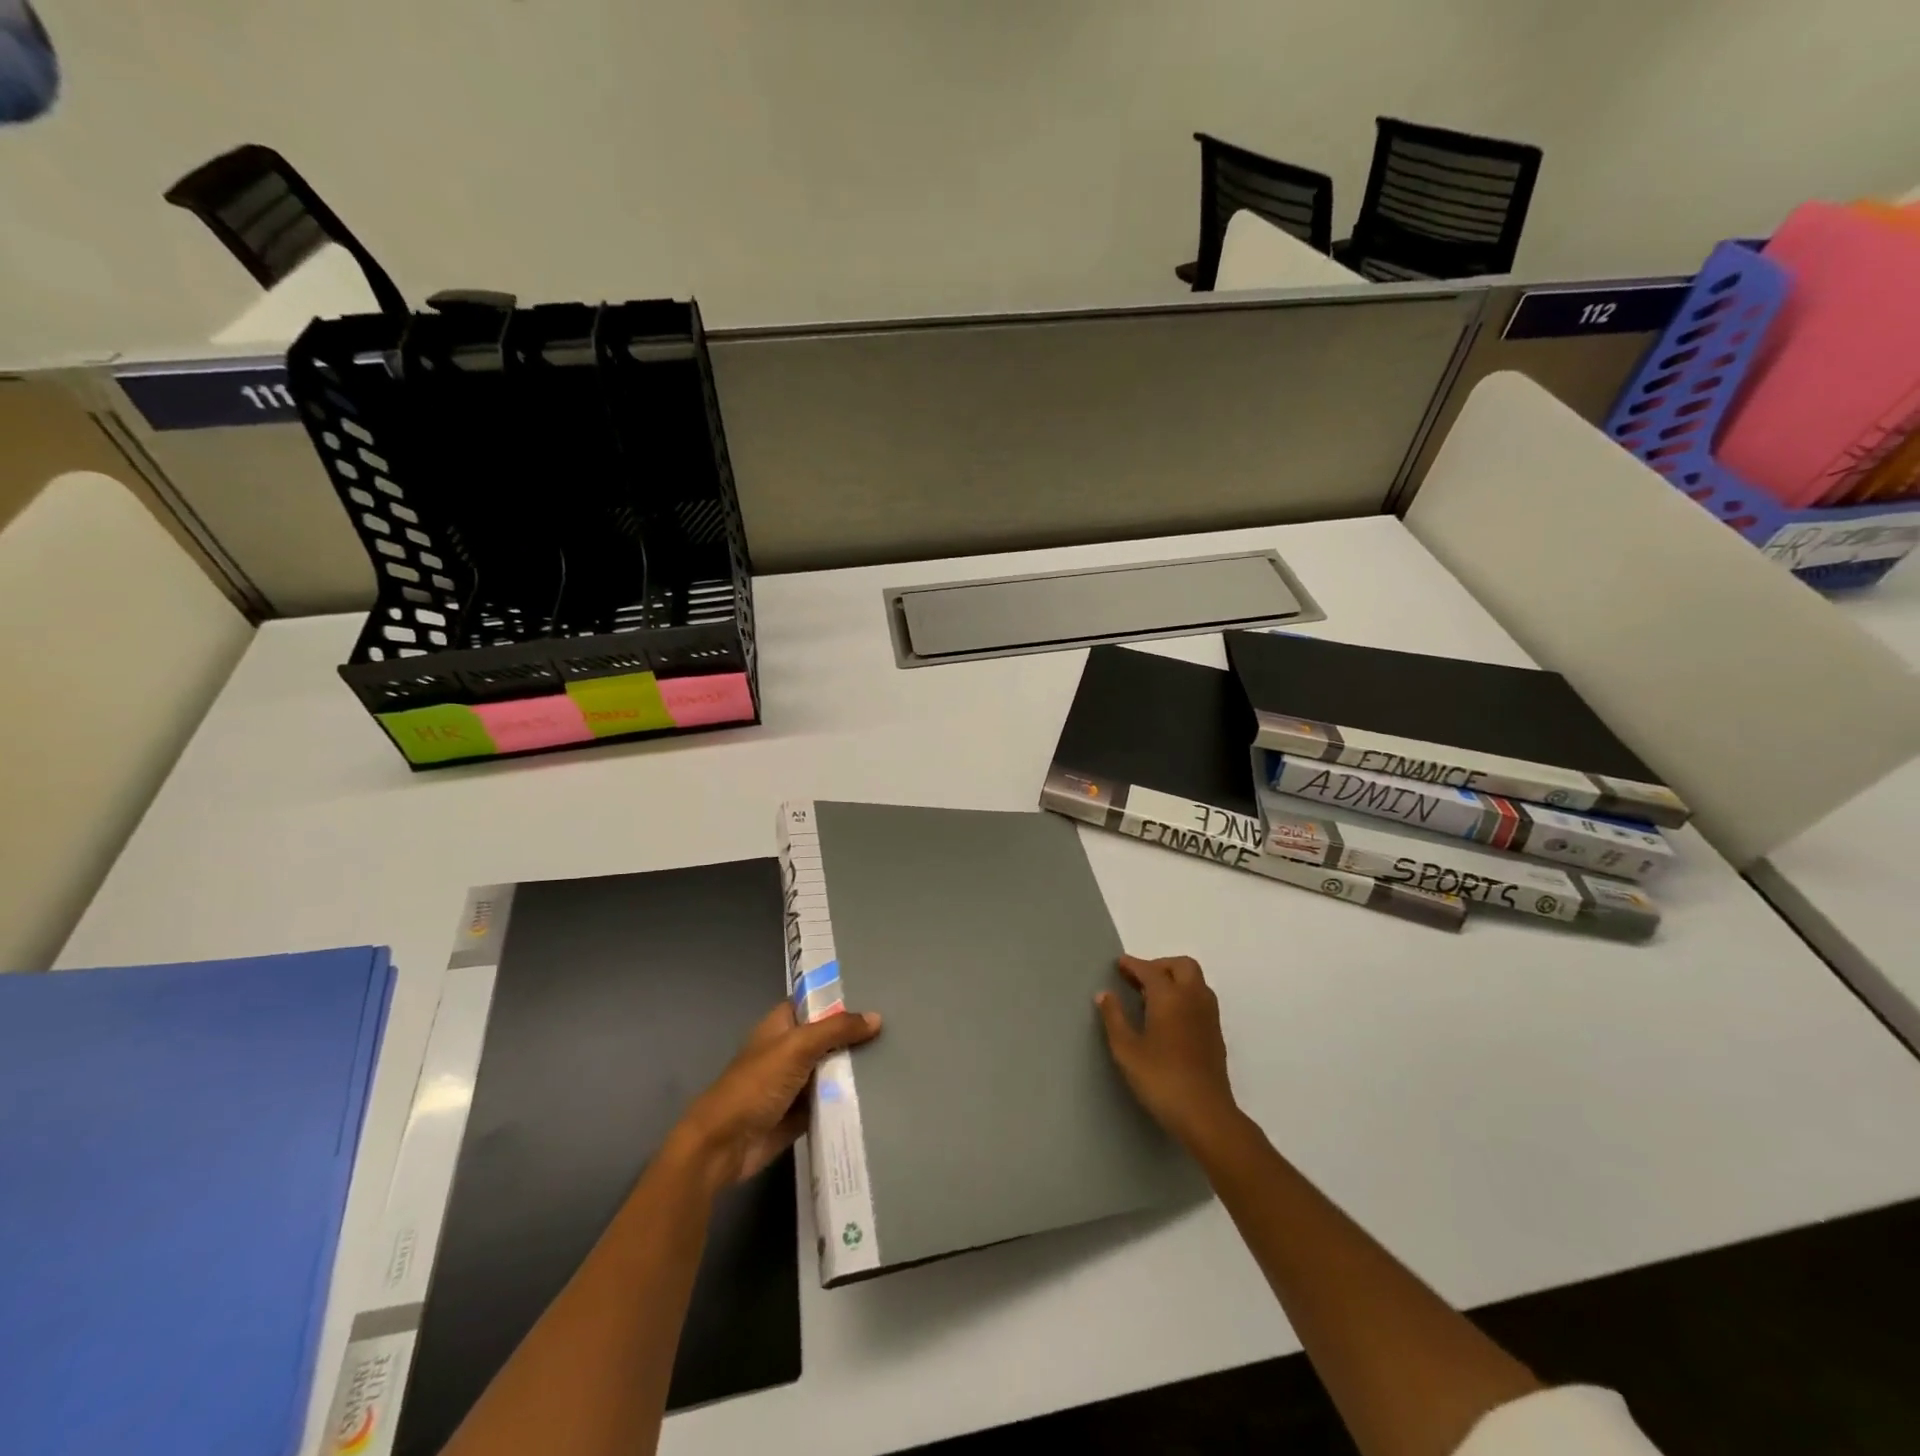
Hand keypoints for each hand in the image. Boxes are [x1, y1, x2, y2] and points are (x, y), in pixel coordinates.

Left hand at [669, 1002, 881, 1195]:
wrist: (724, 1146)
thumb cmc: (755, 1085)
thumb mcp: (797, 1047)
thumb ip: (836, 1030)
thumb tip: (876, 1018)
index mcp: (782, 1025)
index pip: (815, 1002)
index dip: (841, 997)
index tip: (877, 994)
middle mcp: (790, 1049)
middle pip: (829, 1036)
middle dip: (856, 1034)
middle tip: (897, 1028)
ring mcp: (796, 1082)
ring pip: (833, 1068)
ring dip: (856, 1067)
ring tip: (897, 1056)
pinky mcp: (802, 1113)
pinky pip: (832, 1099)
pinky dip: (850, 1097)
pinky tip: (882, 1090)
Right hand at [1096, 955, 1241, 1153]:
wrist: (1206, 1114)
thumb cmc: (1161, 1079)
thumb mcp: (1127, 1050)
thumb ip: (1114, 1018)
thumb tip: (1104, 994)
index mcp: (1170, 997)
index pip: (1150, 970)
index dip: (1133, 964)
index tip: (1119, 964)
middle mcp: (1193, 998)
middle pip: (1182, 965)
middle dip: (1160, 965)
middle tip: (1138, 979)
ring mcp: (1209, 1016)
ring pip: (1195, 981)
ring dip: (1175, 979)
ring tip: (1152, 996)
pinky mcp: (1215, 1034)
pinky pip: (1201, 999)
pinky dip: (1185, 995)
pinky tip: (1169, 1017)